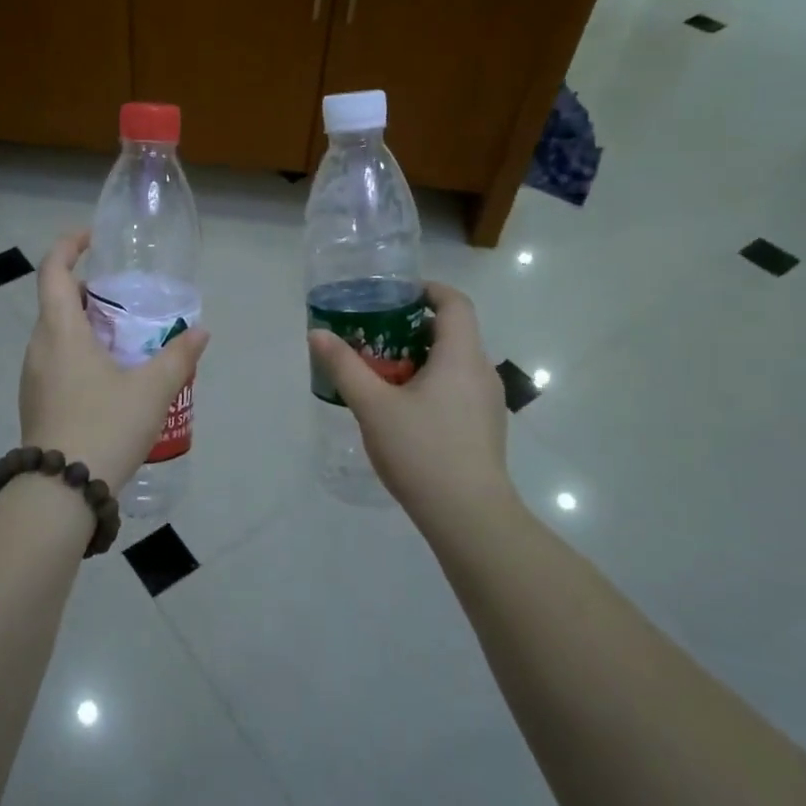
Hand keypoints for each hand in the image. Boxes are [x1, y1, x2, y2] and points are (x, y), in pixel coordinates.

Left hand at [19, 231, 209, 490]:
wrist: (61, 491)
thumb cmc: (105, 426)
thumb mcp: (152, 390)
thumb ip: (178, 356)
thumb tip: (200, 331)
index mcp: (60, 331)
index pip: (53, 271)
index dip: (68, 246)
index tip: (91, 238)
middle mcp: (38, 348)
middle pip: (56, 302)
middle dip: (88, 293)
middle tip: (124, 300)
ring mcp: (32, 378)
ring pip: (56, 336)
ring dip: (84, 327)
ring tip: (124, 340)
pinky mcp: (35, 403)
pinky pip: (55, 362)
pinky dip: (78, 354)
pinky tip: (109, 380)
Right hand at [307, 282, 511, 522]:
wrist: (468, 515)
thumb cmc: (422, 450)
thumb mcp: (373, 406)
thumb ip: (344, 367)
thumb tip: (317, 333)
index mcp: (461, 356)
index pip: (455, 303)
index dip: (428, 290)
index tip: (396, 295)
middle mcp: (481, 371)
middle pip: (453, 332)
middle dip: (413, 327)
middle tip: (375, 336)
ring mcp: (487, 402)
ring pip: (454, 363)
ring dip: (421, 358)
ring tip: (382, 373)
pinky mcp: (485, 428)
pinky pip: (458, 389)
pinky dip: (432, 383)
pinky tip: (403, 410)